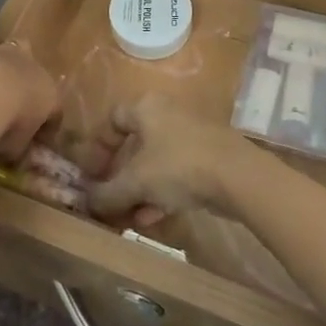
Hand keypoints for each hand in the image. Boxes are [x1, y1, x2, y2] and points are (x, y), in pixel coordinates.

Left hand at [0, 8, 60, 160]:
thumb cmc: (8, 126)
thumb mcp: (16, 146)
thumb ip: (14, 143)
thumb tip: (9, 148)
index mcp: (47, 95)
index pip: (52, 105)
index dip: (44, 118)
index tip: (35, 133)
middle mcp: (29, 68)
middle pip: (34, 69)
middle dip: (27, 78)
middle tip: (14, 96)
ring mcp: (3, 54)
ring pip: (13, 44)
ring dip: (6, 51)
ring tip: (2, 56)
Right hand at [85, 96, 255, 226]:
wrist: (238, 175)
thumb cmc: (178, 166)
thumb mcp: (136, 182)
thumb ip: (108, 193)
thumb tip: (87, 202)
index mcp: (146, 107)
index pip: (113, 119)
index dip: (99, 148)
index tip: (93, 175)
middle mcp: (167, 113)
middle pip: (134, 144)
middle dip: (120, 177)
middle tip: (111, 201)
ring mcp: (190, 134)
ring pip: (155, 161)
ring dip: (140, 190)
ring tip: (130, 218)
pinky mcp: (208, 155)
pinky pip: (175, 172)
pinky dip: (161, 192)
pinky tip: (153, 218)